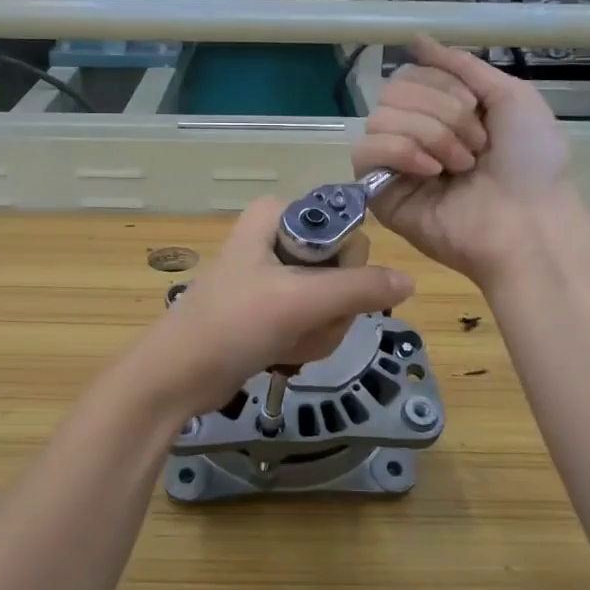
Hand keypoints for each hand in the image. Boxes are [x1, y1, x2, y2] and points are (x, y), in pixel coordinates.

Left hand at [136, 198, 414, 417]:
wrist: (178, 375)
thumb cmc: (233, 324)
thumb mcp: (300, 300)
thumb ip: (360, 288)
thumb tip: (411, 281)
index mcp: (278, 214)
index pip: (348, 228)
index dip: (347, 265)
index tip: (323, 291)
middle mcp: (279, 236)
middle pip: (345, 269)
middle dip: (332, 308)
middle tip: (302, 323)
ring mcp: (277, 274)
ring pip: (335, 300)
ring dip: (320, 331)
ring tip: (287, 343)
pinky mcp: (275, 307)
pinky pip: (316, 320)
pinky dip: (307, 342)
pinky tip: (283, 354)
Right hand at [351, 35, 575, 286]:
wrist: (529, 222)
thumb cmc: (531, 162)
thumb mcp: (510, 95)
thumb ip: (460, 65)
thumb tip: (415, 38)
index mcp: (442, 110)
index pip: (411, 73)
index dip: (443, 84)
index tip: (478, 110)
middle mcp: (414, 133)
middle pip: (393, 90)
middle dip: (441, 111)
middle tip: (475, 145)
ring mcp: (395, 164)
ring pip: (379, 117)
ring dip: (429, 134)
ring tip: (460, 166)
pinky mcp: (379, 193)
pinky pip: (365, 151)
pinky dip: (401, 152)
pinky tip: (431, 172)